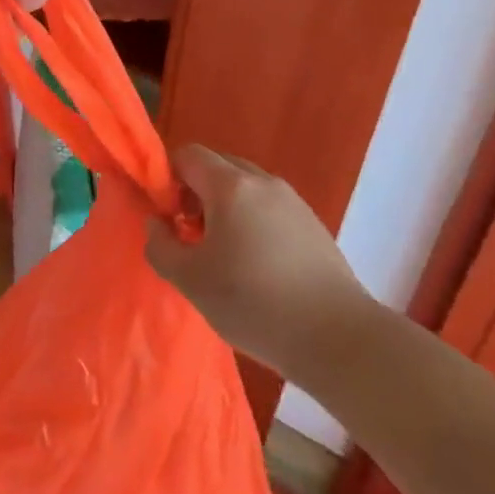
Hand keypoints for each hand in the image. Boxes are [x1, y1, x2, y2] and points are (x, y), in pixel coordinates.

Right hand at [146, 146, 376, 376]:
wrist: (337, 338)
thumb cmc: (254, 303)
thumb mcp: (190, 281)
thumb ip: (160, 246)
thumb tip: (157, 224)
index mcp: (231, 185)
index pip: (188, 155)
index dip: (168, 178)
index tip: (167, 217)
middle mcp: (263, 182)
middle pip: (218, 167)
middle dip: (196, 191)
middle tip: (191, 235)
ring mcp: (293, 201)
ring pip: (246, 188)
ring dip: (225, 208)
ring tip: (224, 255)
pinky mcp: (313, 225)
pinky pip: (270, 208)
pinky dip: (252, 222)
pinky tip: (257, 267)